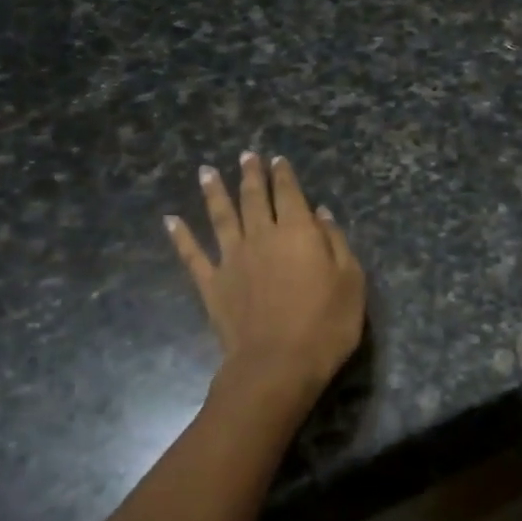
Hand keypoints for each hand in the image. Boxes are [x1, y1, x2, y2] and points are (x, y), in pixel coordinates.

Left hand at [167, 152, 365, 396]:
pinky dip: (180, 236)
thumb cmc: (325, 324)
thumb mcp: (351, 281)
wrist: (277, 364)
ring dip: (214, 192)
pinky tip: (170, 220)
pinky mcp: (212, 284)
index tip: (277, 159)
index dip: (283, 175)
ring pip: (220, 216)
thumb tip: (320, 214)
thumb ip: (336, 242)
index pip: (289, 194)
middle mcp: (261, 236)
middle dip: (250, 175)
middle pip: (253, 198)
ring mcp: (232, 259)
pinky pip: (192, 255)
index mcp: (297, 232)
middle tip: (245, 156)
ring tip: (207, 171)